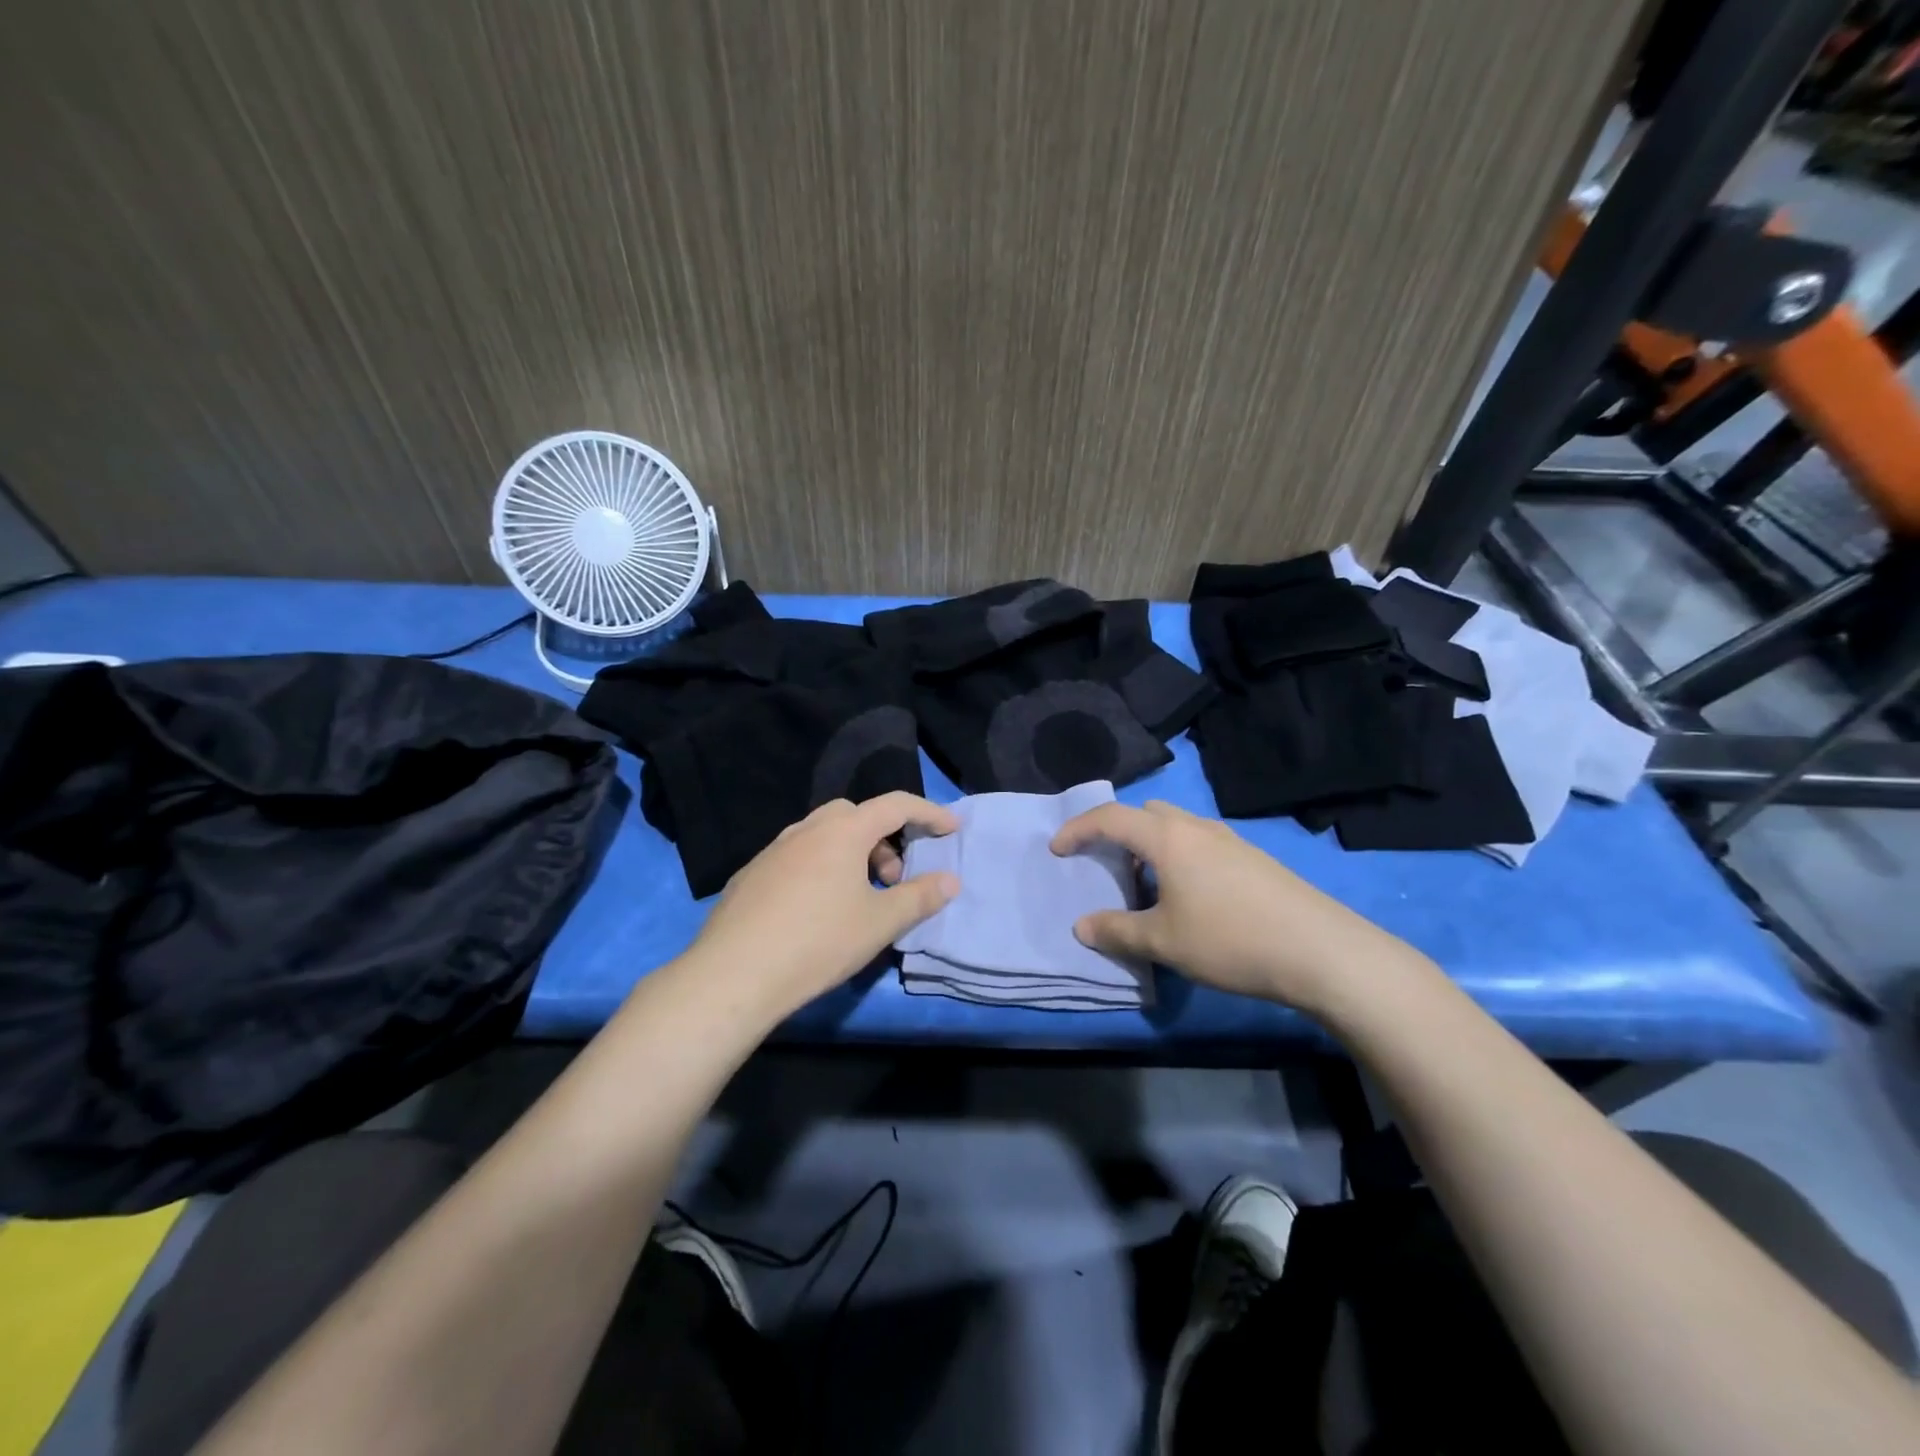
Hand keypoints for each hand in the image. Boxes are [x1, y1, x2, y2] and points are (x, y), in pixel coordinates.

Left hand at [685, 793, 960, 1019]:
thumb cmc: (818, 942)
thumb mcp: (880, 923)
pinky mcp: (751, 873)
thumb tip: (950, 880)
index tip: (950, 828)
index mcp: (843, 831)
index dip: (929, 813)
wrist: (734, 973)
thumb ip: (920, 897)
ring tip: (857, 896)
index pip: (896, 805)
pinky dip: (819, 867)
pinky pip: (797, 856)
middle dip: (884, 837)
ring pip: (823, 834)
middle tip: (892, 877)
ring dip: (850, 853)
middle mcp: (807, 829)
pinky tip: (815, 909)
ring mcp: (774, 849)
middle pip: (856, 815)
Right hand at [1050, 799, 1418, 1011]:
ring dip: (1151, 845)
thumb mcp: (1164, 942)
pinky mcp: (1254, 859)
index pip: (1111, 818)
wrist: (1322, 951)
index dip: (1078, 829)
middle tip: (1107, 865)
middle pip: (1146, 812)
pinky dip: (1179, 856)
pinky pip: (1201, 843)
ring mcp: (1231, 840)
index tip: (1057, 850)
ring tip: (1147, 886)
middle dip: (1118, 831)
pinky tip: (1190, 897)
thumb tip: (1081, 927)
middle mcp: (1198, 827)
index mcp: (1168, 838)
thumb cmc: (1231, 940)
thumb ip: (1117, 931)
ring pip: (1177, 826)